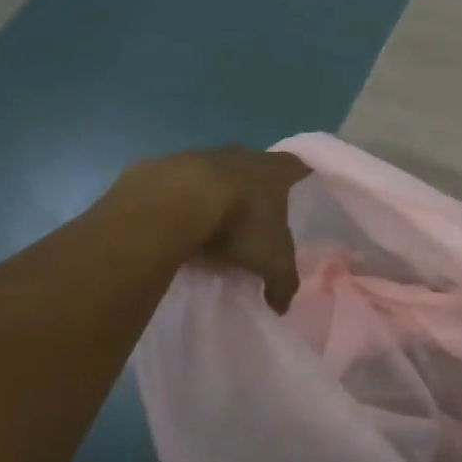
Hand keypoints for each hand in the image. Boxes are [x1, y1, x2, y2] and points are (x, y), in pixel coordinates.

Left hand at [113, 145, 310, 310]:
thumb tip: (282, 306)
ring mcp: (199, 156)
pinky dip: (177, 201)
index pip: (296, 166)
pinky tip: (173, 225)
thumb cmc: (239, 223)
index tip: (300, 186)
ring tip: (209, 227)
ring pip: (213, 174)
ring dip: (214, 194)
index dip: (300, 175)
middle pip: (254, 167)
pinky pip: (174, 185)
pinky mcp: (161, 167)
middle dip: (254, 188)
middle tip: (254, 218)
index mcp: (273, 171)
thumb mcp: (270, 261)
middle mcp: (240, 155)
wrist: (173, 204)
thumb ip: (282, 282)